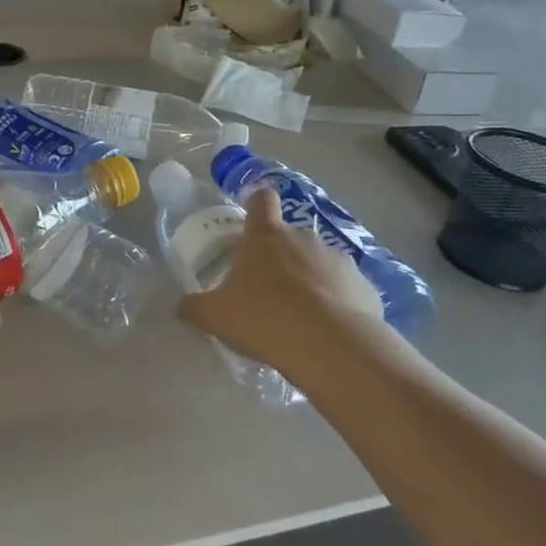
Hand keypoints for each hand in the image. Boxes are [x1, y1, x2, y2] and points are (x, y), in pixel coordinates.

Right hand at [177, 189, 384, 378]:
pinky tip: (329, 333)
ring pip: (320, 264)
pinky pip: (346, 291)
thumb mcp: (215, 316)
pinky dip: (338, 305)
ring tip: (303, 319)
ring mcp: (338, 260)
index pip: (262, 199)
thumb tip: (180, 306)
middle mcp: (303, 237)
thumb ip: (194, 307)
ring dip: (311, 282)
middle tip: (269, 293)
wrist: (330, 346)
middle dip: (282, 259)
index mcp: (265, 236)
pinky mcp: (365, 287)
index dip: (256, 207)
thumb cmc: (263, 318)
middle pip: (290, 237)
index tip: (251, 227)